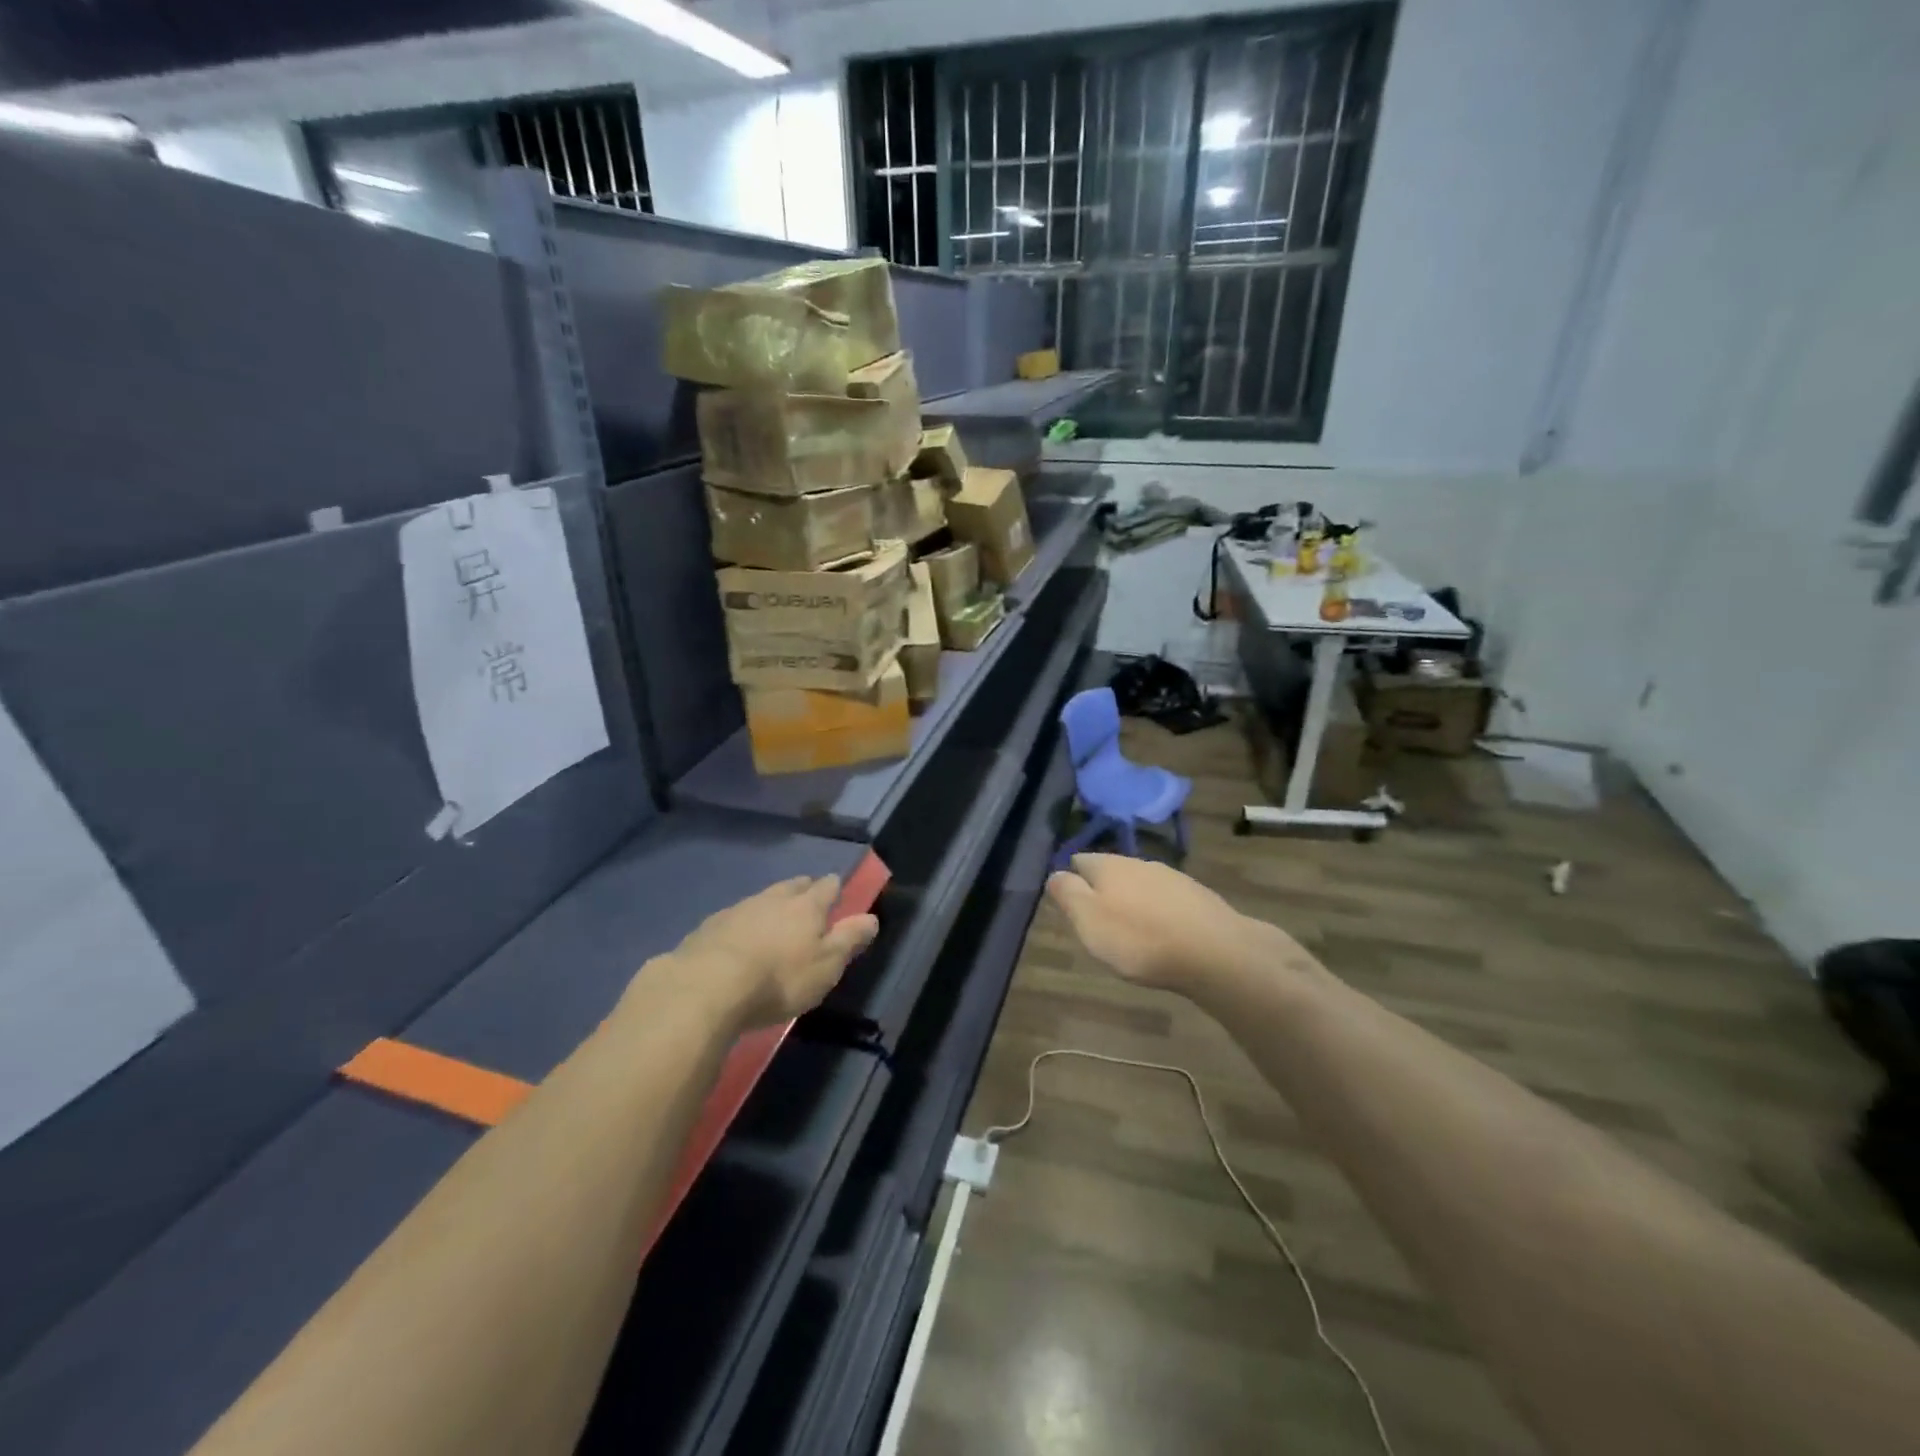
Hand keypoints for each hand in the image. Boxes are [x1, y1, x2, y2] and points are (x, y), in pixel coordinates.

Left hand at [667, 875, 878, 1029]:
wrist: (706, 987)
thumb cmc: (778, 979)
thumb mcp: (826, 966)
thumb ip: (849, 940)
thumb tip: (871, 918)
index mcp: (806, 907)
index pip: (826, 887)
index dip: (833, 887)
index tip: (836, 889)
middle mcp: (773, 899)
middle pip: (792, 886)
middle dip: (803, 888)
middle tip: (808, 896)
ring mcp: (738, 910)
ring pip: (762, 898)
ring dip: (771, 904)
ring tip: (774, 916)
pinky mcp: (708, 927)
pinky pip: (734, 917)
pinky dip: (742, 923)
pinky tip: (738, 937)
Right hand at [1045, 853, 1311, 996]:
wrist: (1215, 952)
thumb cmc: (1140, 939)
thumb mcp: (1089, 921)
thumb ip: (1068, 895)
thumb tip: (1054, 873)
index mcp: (1109, 865)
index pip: (1080, 860)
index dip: (1071, 878)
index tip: (1068, 900)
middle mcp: (1139, 863)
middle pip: (1112, 871)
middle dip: (1103, 889)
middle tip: (1097, 920)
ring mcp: (1172, 877)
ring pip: (1141, 884)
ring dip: (1132, 901)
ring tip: (1130, 929)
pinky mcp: (1198, 897)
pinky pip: (1167, 900)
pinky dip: (1159, 913)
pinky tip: (1163, 934)